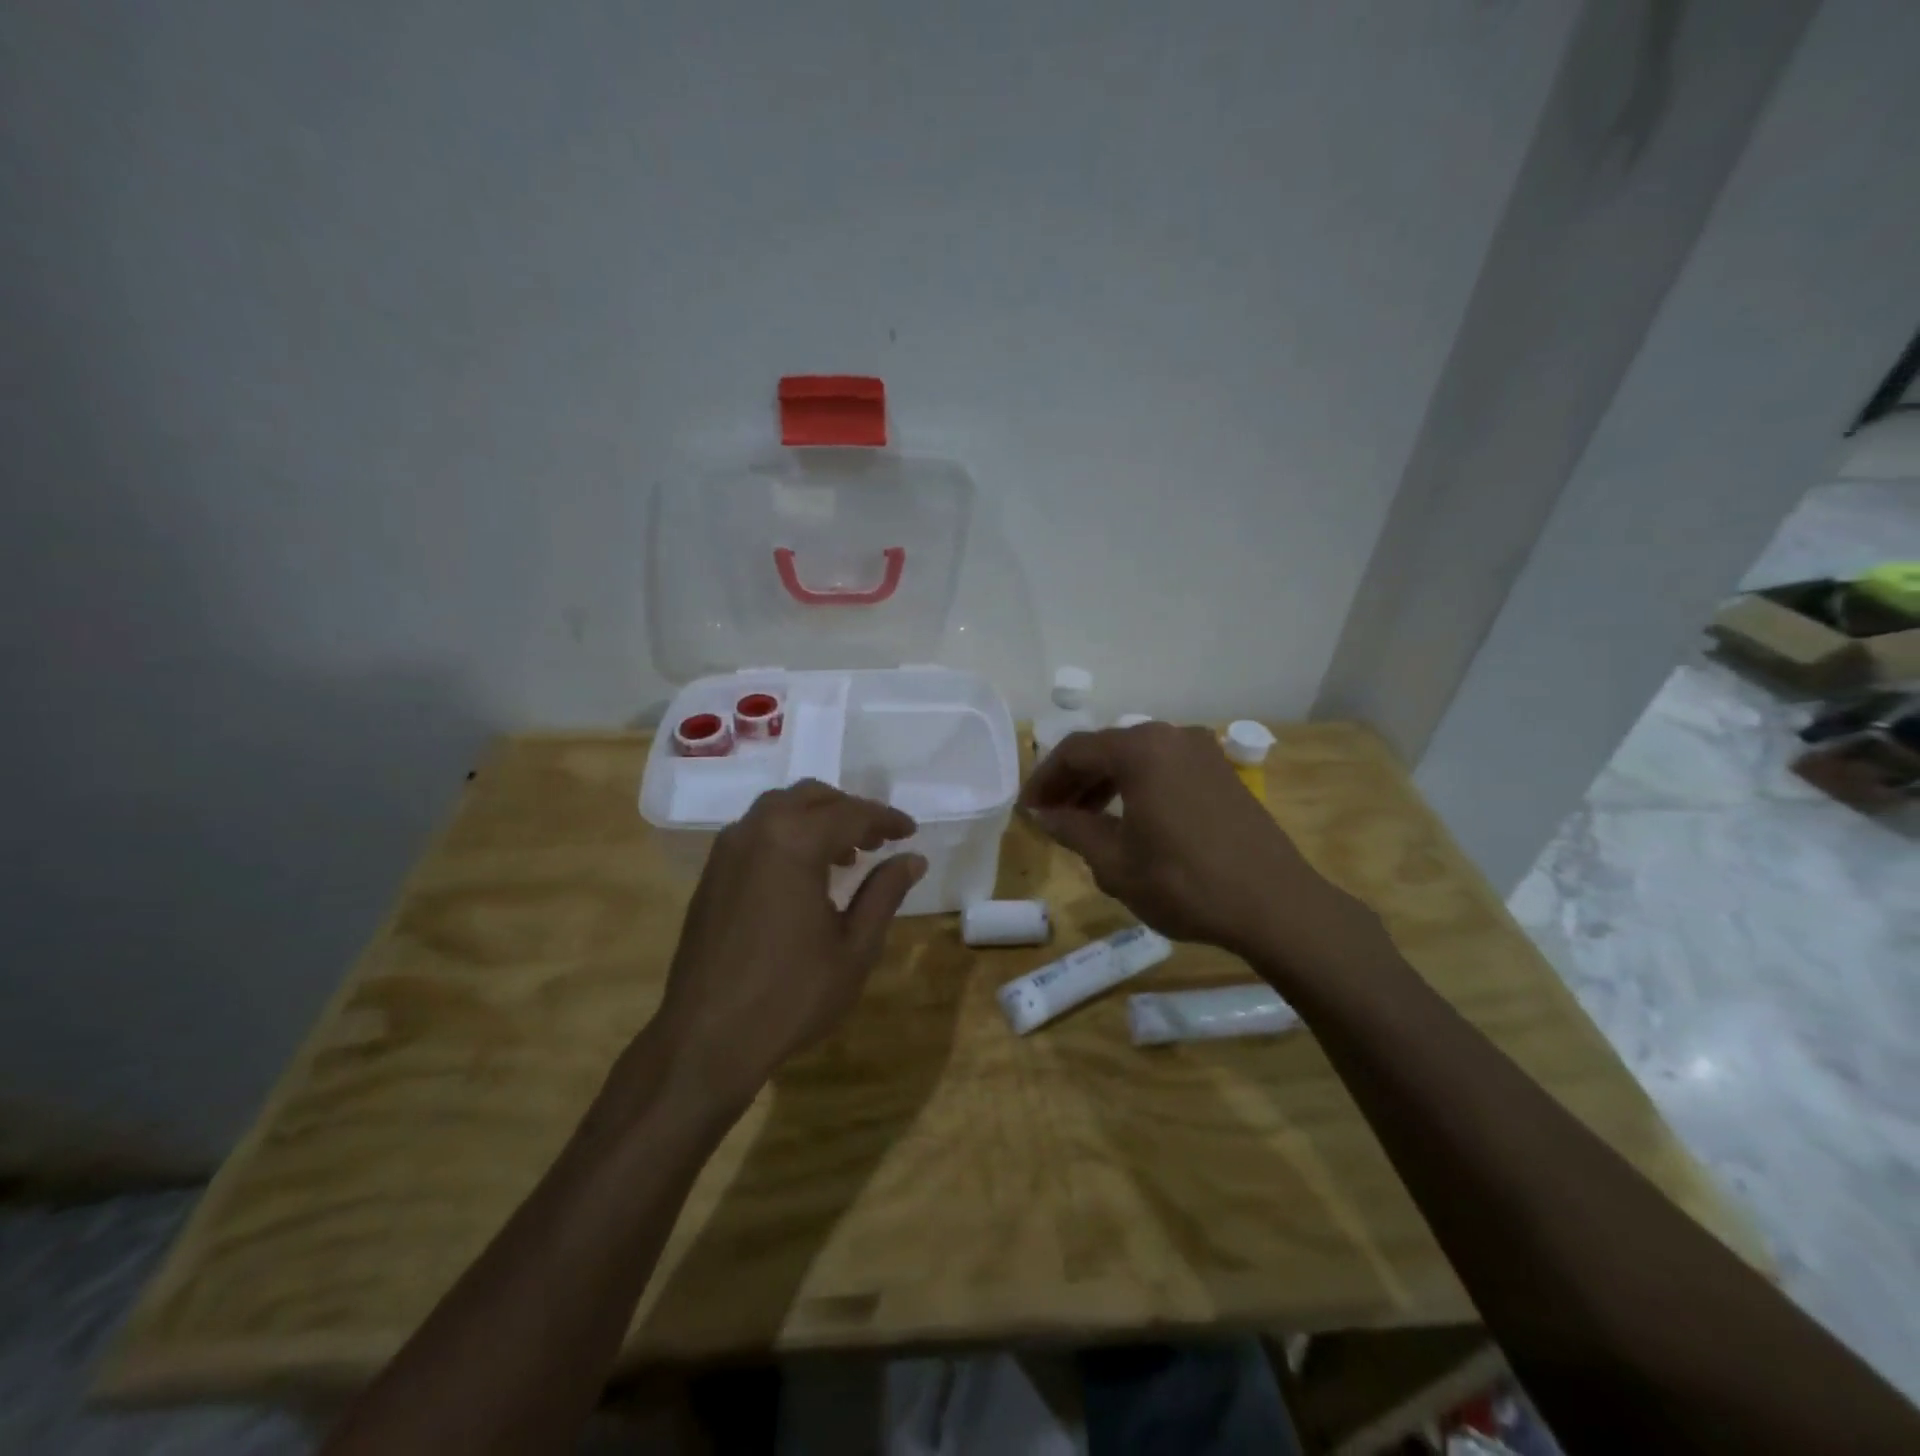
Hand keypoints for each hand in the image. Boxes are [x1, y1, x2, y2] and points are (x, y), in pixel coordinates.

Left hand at [644, 780, 924, 1116]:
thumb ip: (884, 893)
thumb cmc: (791, 995)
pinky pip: (756, 833)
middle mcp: (755, 832)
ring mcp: (726, 851)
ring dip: (815, 819)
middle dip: (849, 810)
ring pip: (778, 809)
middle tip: (879, 838)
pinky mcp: (711, 874)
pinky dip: (787, 835)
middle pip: (810, 797)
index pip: (850, 813)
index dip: (885, 819)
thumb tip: (912, 858)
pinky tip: (803, 873)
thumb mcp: (854, 947)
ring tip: (845, 855)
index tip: (910, 831)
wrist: (707, 1039)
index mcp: (794, 843)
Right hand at [1019, 723, 1370, 965]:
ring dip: (1104, 784)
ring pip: (1136, 758)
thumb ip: (1072, 830)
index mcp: (1141, 749)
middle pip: (1106, 748)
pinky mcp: (1221, 773)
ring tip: (1083, 819)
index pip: (1075, 751)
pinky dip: (1136, 787)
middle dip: (1073, 781)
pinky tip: (1127, 819)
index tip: (1028, 809)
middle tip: (1050, 815)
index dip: (1044, 779)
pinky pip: (1164, 769)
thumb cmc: (1184, 883)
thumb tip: (1043, 815)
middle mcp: (1171, 736)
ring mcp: (1202, 752)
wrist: (1275, 905)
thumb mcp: (1115, 862)